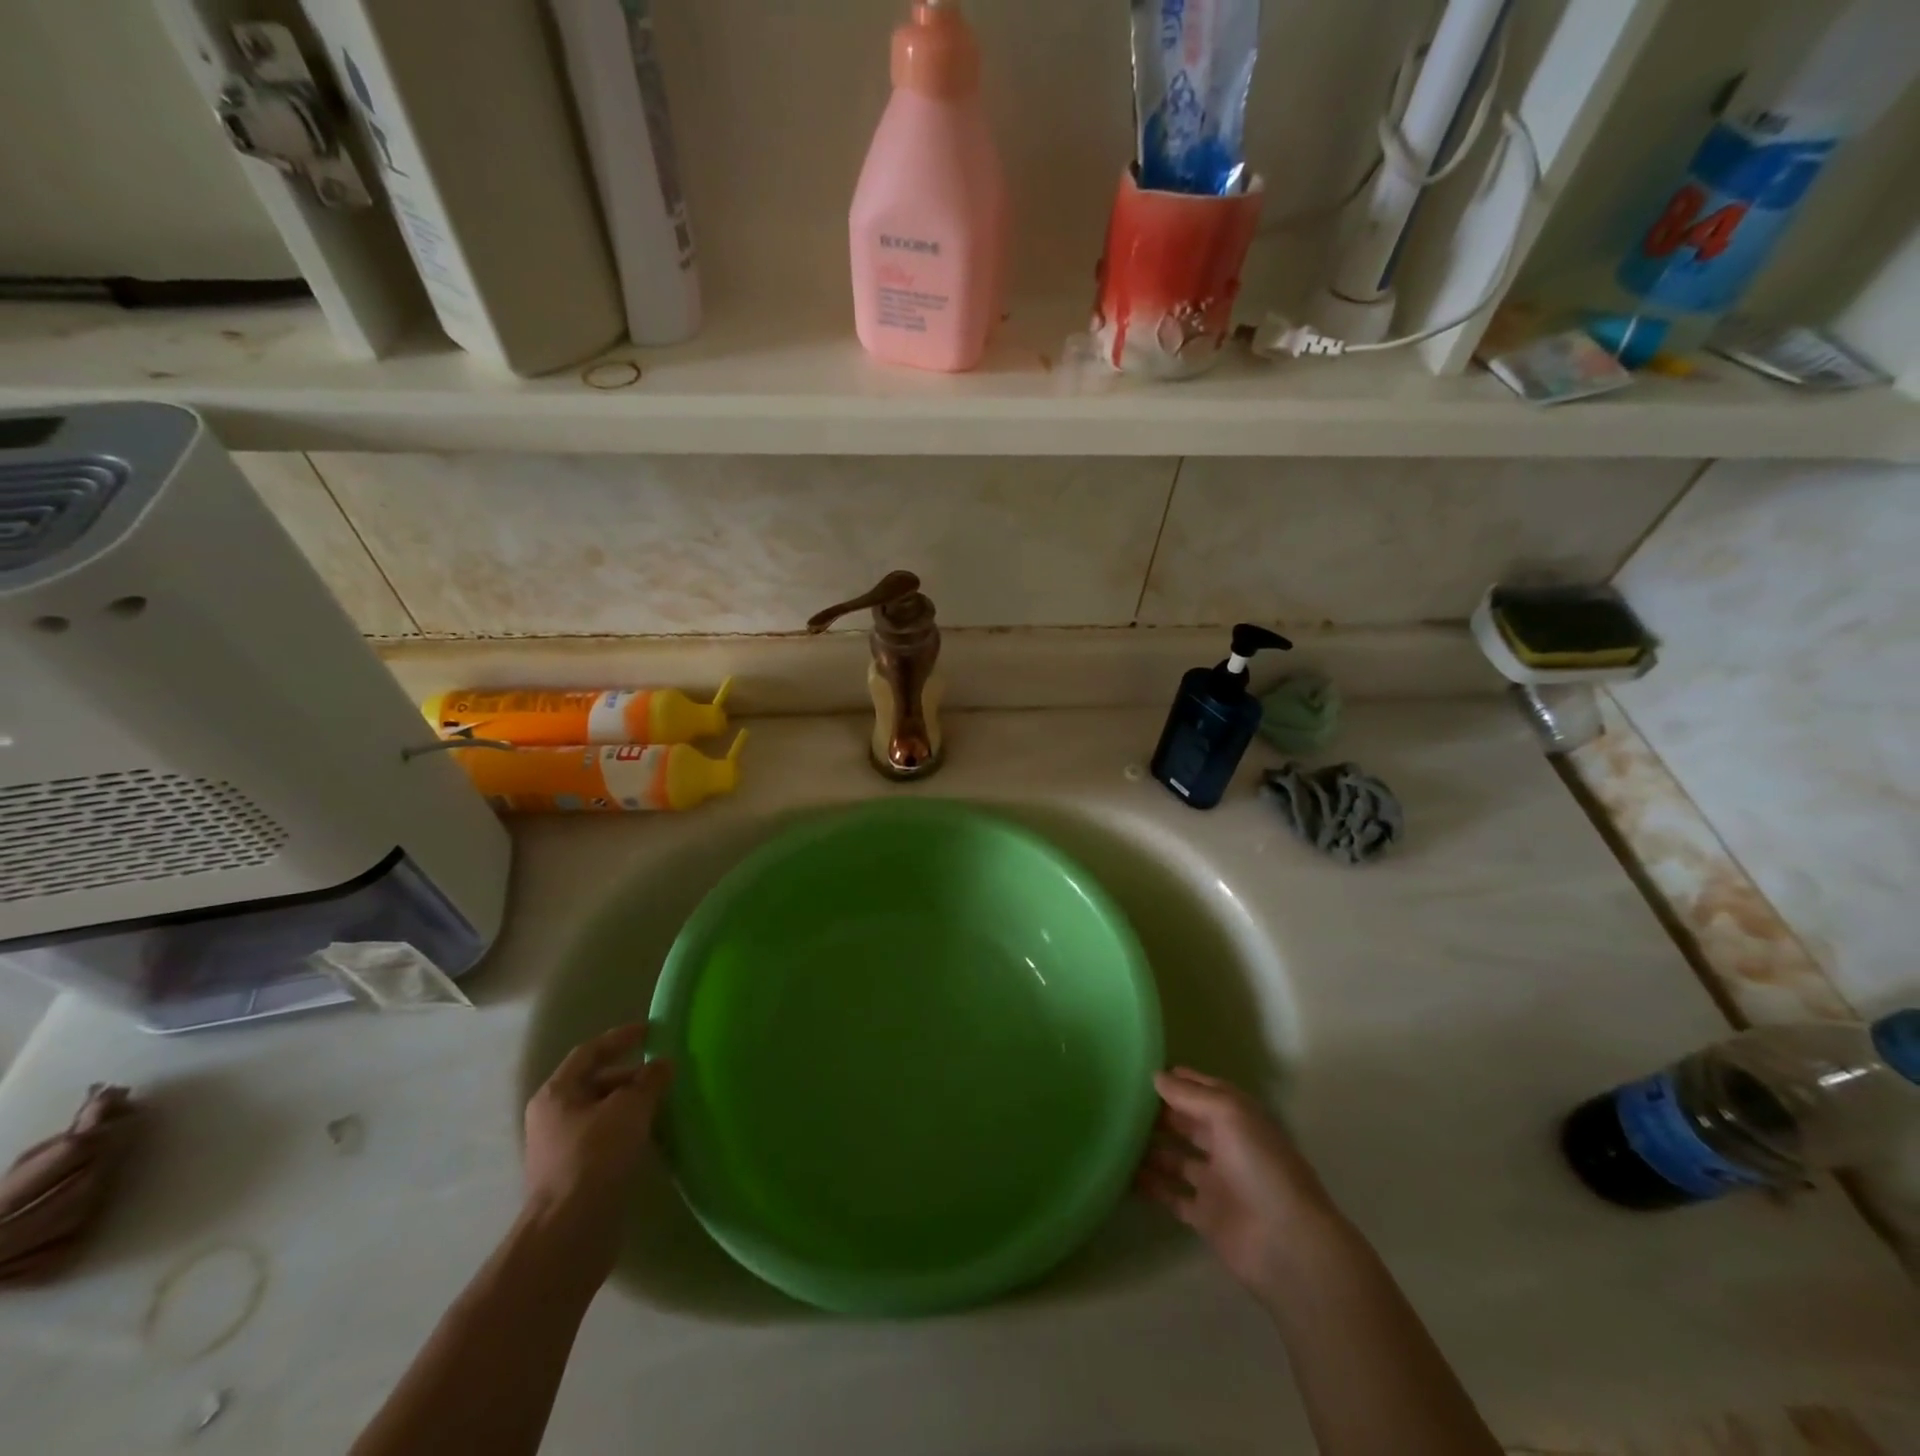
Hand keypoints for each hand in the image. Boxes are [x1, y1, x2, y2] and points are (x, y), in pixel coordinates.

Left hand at [523, 1025, 673, 1261]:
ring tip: (664, 1102)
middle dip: (630, 1075)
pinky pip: (604, 1139)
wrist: (569, 1233)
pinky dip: (627, 1130)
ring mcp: (560, 1149)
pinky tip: (651, 1135)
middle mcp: (553, 1117)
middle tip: (664, 1073)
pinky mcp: (574, 1176)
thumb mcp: (630, 1108)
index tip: (651, 1030)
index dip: (621, 1037)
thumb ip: (649, 1080)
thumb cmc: (595, 1157)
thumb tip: (663, 1064)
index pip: (590, 1052)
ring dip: (631, 1105)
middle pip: (595, 1083)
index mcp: (557, 1094)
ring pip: (602, 1113)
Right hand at [1137, 1067, 1339, 1299]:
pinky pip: (1171, 1194)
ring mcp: (1215, 1181)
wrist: (1287, 1246)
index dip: (1179, 1080)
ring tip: (1115, 1136)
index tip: (1143, 1072)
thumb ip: (1190, 1094)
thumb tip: (1156, 1077)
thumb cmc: (1261, 1167)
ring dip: (1151, 1148)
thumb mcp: (1228, 1114)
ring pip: (1176, 1158)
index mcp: (1238, 1118)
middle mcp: (1227, 1145)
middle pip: (1188, 1123)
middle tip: (1121, 1103)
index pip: (1205, 1090)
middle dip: (1160, 1113)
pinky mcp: (1205, 1215)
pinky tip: (1123, 1174)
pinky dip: (1151, 1185)